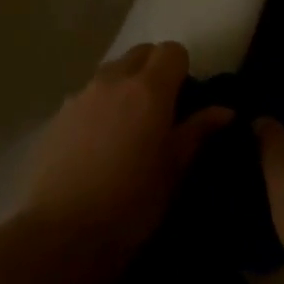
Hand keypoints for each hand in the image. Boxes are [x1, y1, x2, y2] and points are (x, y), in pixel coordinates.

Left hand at [21, 42, 231, 258]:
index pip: (172, 50)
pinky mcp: (58, 114)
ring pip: (111, 71)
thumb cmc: (131, 203)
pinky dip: (100, 104)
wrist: (63, 233)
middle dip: (155, 69)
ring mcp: (81, 95)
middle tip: (161, 108)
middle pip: (140, 53)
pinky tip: (99, 143)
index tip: (185, 99)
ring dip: (126, 84)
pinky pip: (87, 94)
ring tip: (129, 127)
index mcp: (149, 89)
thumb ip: (198, 132)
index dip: (183, 69)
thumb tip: (225, 110)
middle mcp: (113, 80)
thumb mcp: (174, 170)